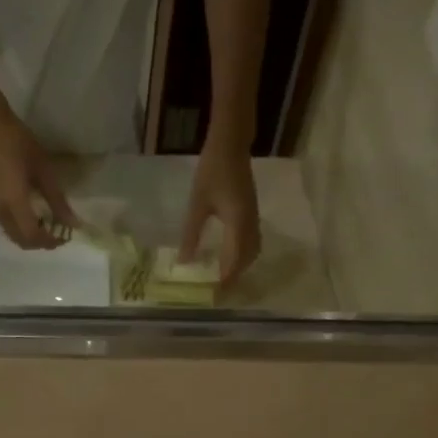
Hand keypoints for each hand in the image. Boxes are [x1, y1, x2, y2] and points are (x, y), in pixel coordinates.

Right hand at [0, 109, 76, 248]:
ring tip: (49, 225)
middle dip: (42, 243)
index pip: (33, 237)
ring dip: (32, 237)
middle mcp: (2, 211)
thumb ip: (58, 200)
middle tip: (59, 233)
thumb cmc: (19, 144)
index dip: (50, 242)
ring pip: (14, 236)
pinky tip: (34, 215)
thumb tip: (72, 223)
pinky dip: (23, 229)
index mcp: (15, 204)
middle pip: (22, 241)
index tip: (65, 236)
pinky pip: (9, 226)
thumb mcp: (44, 170)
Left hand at [180, 141, 261, 287]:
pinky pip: (252, 241)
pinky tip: (229, 256)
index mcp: (238, 224)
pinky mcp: (252, 212)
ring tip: (224, 277)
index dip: (227, 279)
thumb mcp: (197, 204)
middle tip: (220, 289)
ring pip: (252, 250)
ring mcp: (254, 218)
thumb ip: (191, 235)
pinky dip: (243, 254)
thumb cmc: (212, 170)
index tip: (216, 294)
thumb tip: (183, 262)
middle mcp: (250, 224)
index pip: (235, 261)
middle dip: (236, 276)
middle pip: (247, 259)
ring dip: (241, 266)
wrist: (232, 143)